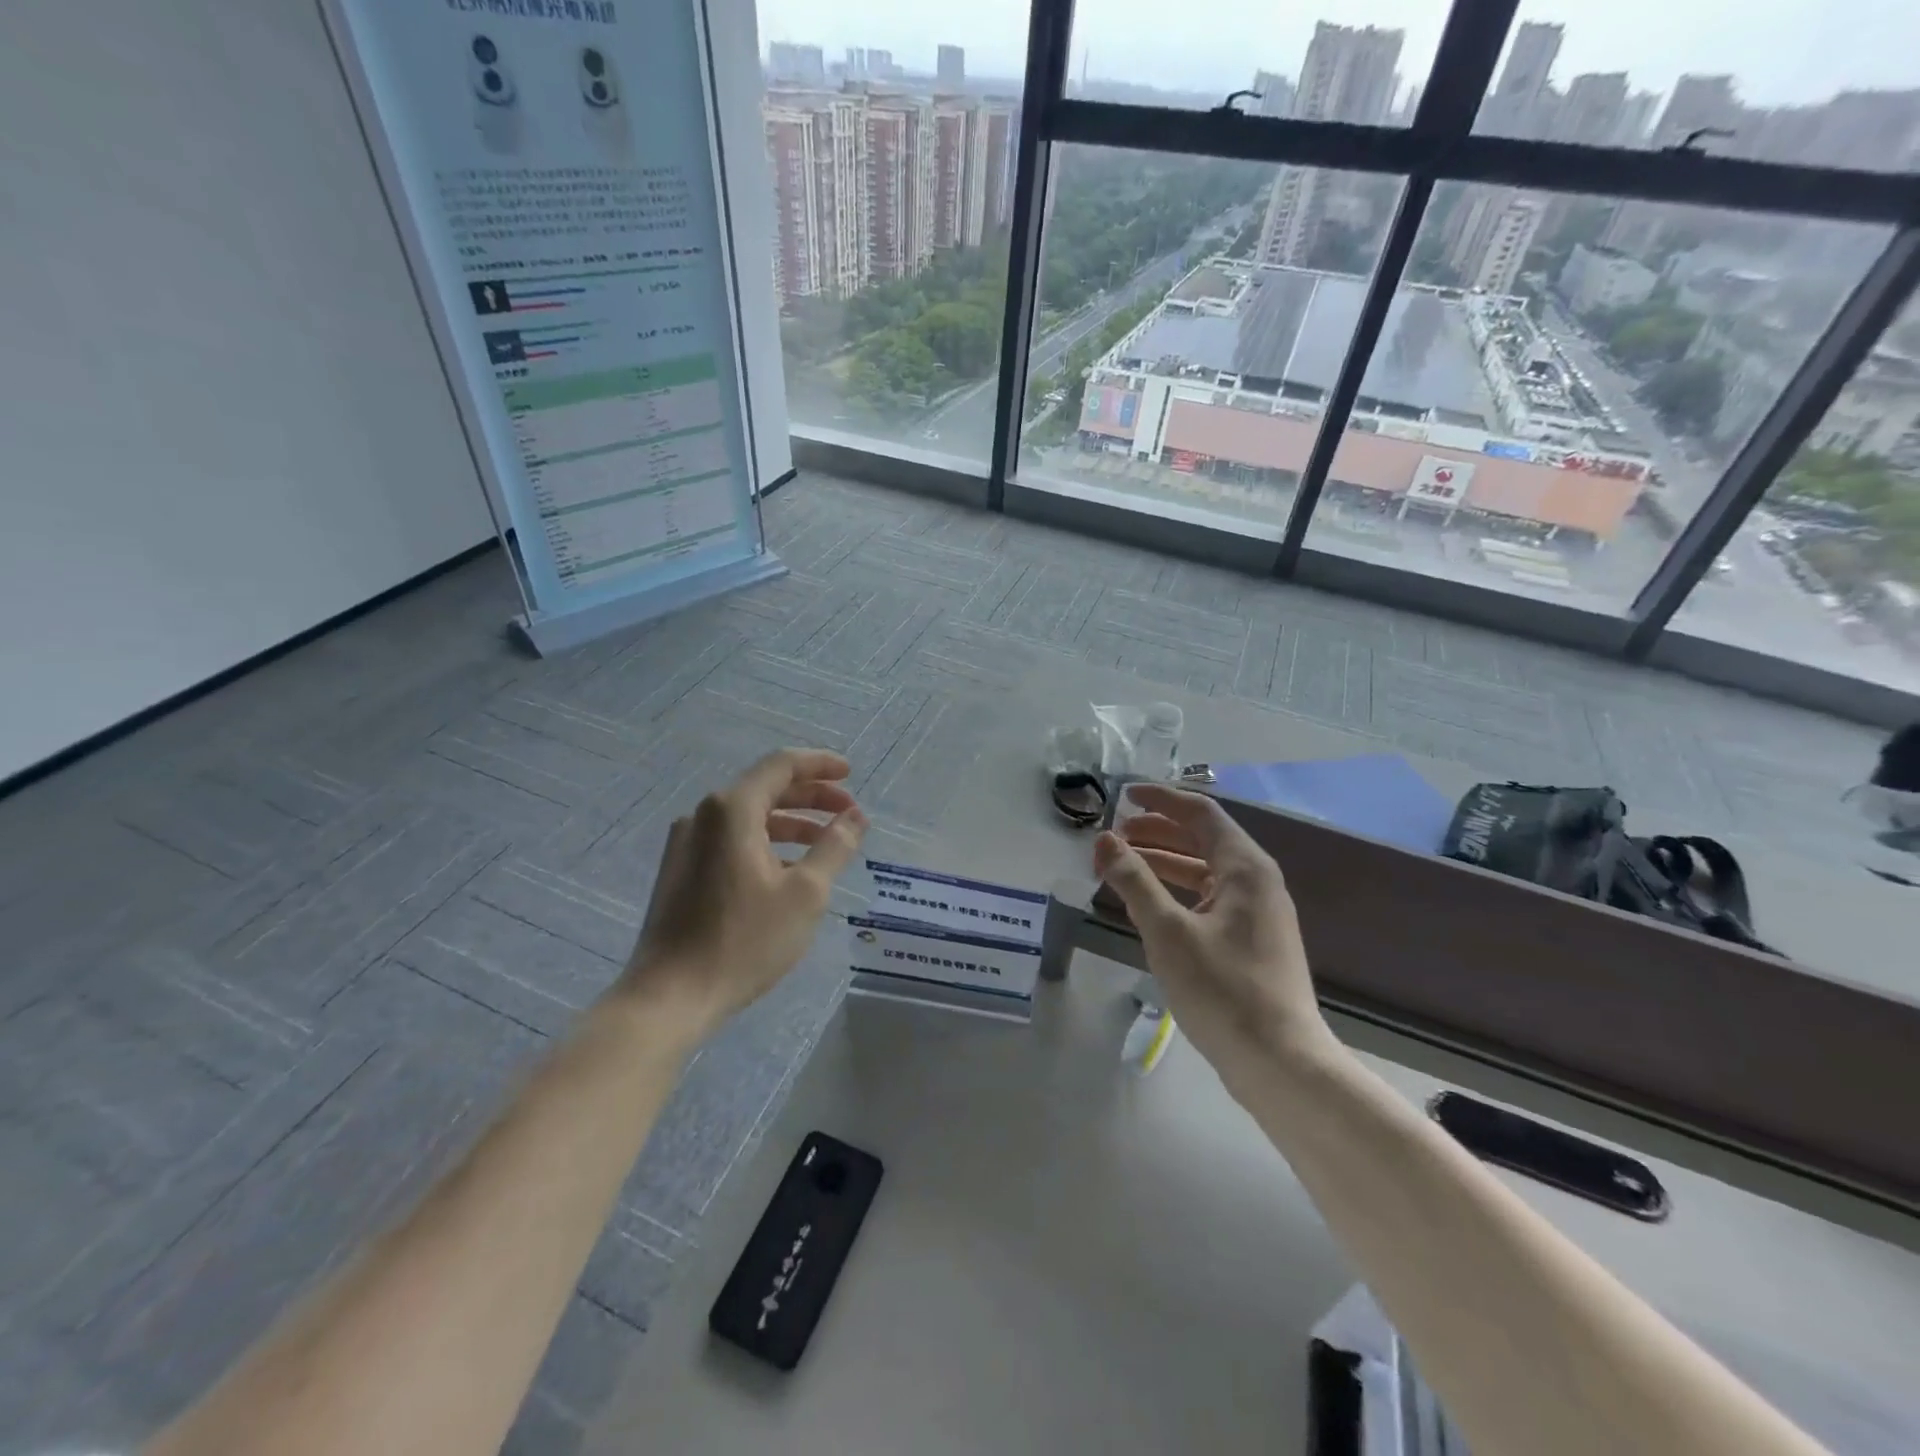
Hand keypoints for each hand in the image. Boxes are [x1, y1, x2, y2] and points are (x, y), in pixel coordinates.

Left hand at [618, 748, 866, 1040]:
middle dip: (811, 796)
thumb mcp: (805, 893)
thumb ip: (834, 846)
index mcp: (731, 810)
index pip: (781, 765)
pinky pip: (732, 839)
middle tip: (848, 812)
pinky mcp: (682, 870)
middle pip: (765, 788)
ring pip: (749, 816)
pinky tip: (789, 869)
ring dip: (791, 822)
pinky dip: (767, 842)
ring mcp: (687, 843)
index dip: (820, 764)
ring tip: (826, 843)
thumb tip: (856, 817)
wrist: (670, 996)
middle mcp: (704, 815)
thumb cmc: (744, 941)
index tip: (851, 774)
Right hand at [1093, 784, 1330, 1080]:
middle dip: (1157, 833)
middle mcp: (1256, 882)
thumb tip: (1105, 839)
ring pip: (1204, 872)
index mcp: (1244, 868)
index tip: (1124, 795)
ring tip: (1122, 868)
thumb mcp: (1168, 931)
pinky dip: (1177, 893)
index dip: (1161, 800)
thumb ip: (1134, 880)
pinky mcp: (1252, 943)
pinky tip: (1150, 907)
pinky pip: (1209, 900)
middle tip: (1115, 836)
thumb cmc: (1222, 988)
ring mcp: (1257, 914)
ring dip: (1163, 863)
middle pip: (1202, 839)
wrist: (1280, 1062)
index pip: (1200, 813)